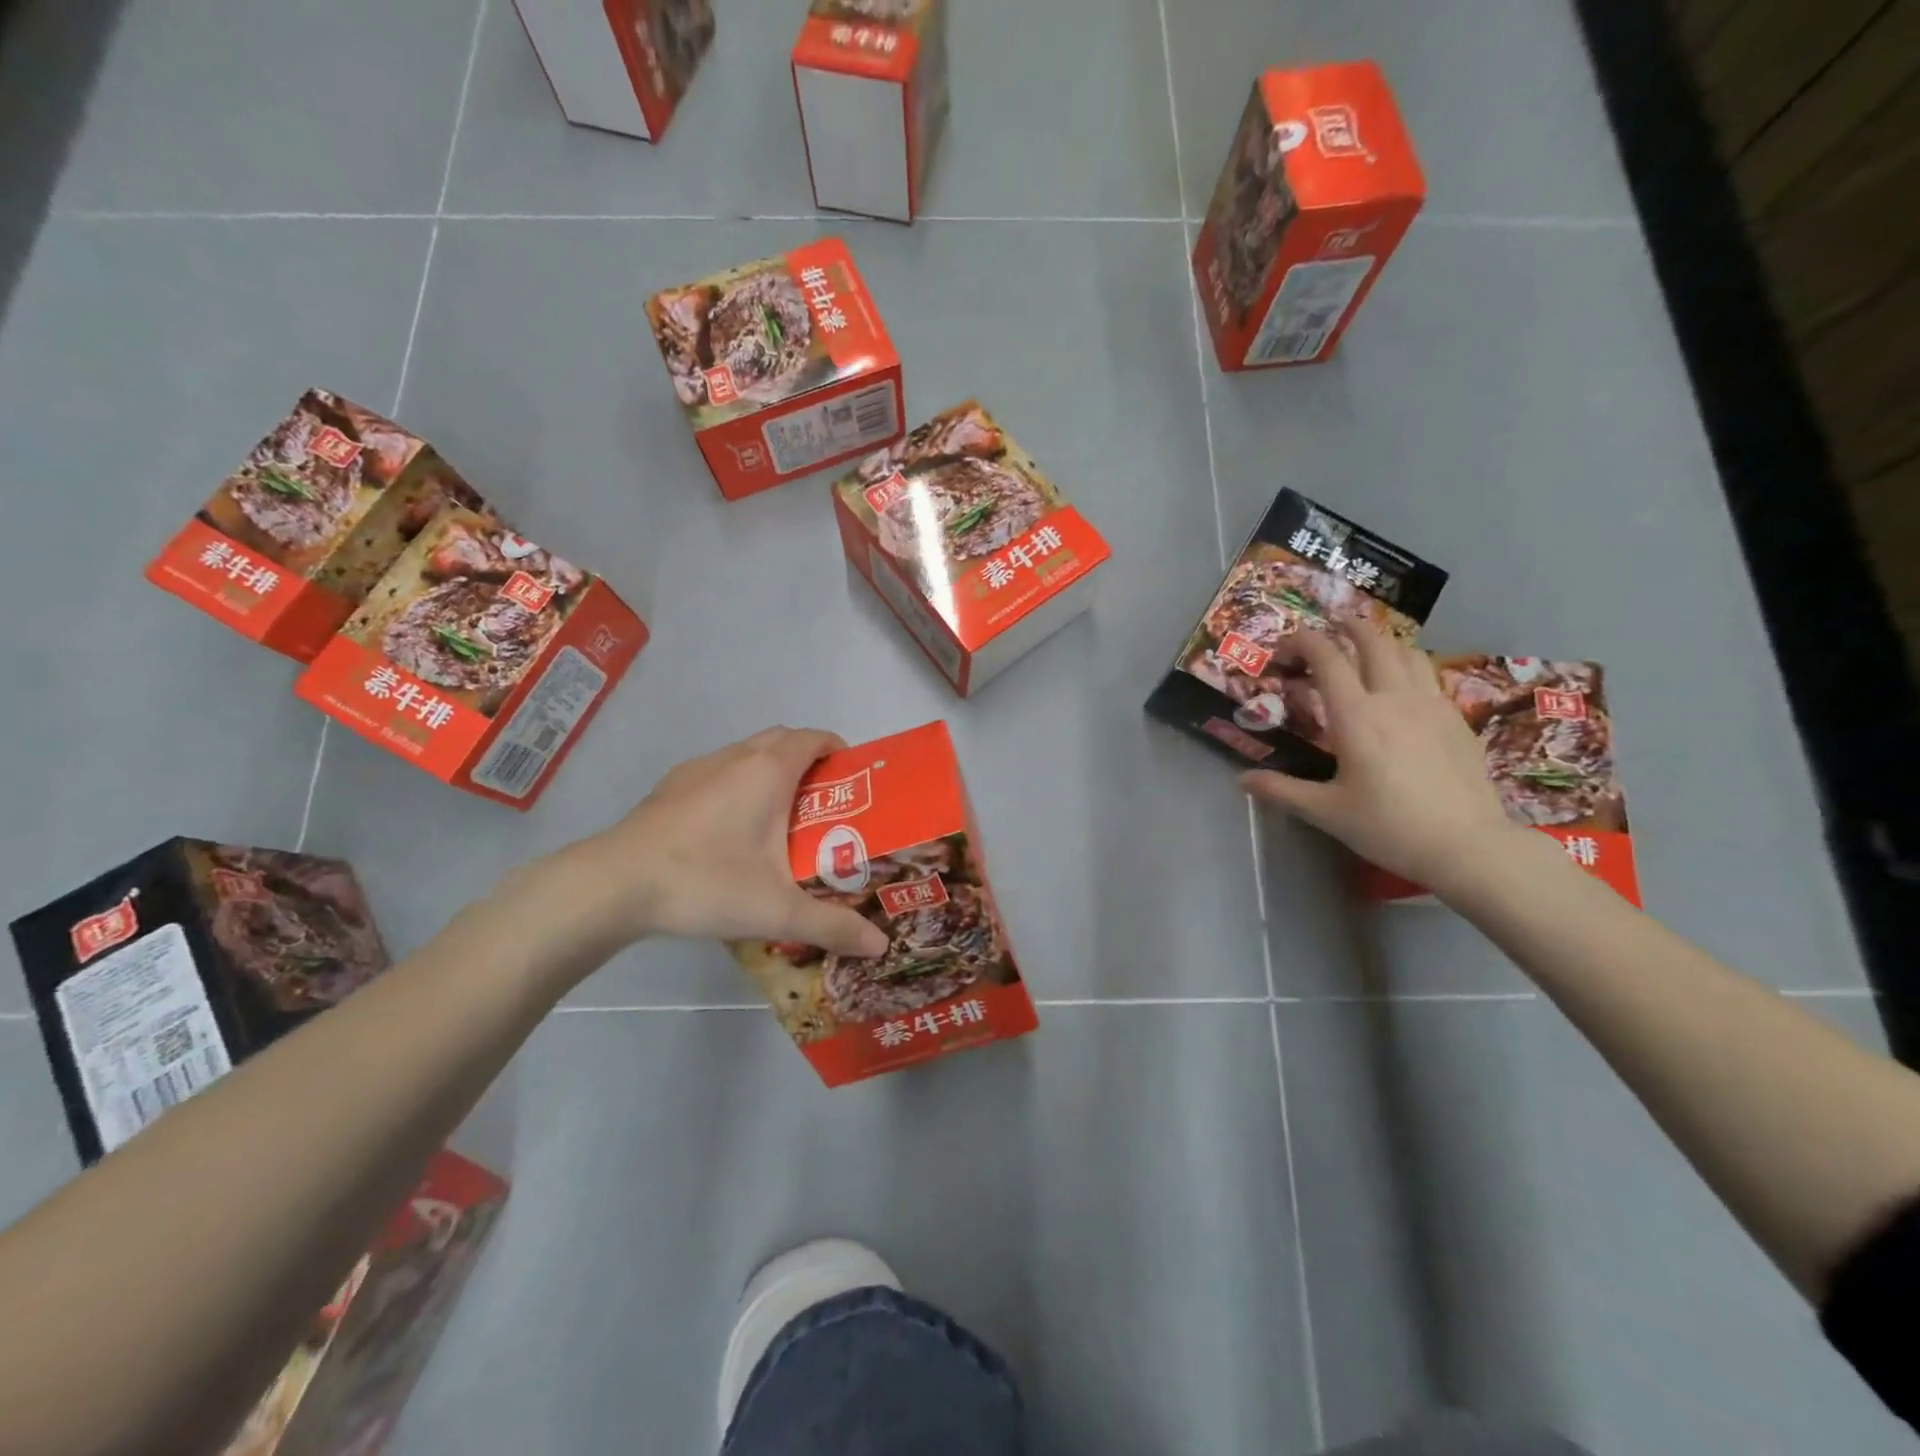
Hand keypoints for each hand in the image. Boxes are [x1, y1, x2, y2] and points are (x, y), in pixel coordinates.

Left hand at [558, 728, 890, 959]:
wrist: (614, 885)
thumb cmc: (706, 882)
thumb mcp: (777, 910)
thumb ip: (832, 926)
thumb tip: (881, 947)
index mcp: (768, 771)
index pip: (815, 738)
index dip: (839, 751)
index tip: (853, 781)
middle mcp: (736, 757)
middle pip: (783, 741)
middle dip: (809, 762)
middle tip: (824, 805)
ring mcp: (698, 769)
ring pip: (748, 755)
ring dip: (771, 773)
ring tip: (780, 821)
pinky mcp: (670, 786)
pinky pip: (719, 772)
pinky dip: (738, 786)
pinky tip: (729, 833)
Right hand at [1241, 625, 1521, 891]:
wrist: (1469, 845)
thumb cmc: (1389, 826)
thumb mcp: (1327, 812)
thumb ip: (1282, 791)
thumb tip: (1242, 780)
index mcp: (1356, 716)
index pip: (1327, 658)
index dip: (1303, 642)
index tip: (1284, 648)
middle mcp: (1394, 698)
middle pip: (1373, 641)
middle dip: (1348, 626)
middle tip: (1330, 625)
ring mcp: (1431, 705)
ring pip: (1408, 653)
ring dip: (1383, 642)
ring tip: (1368, 649)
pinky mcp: (1457, 720)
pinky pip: (1430, 678)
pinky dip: (1409, 669)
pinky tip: (1403, 690)